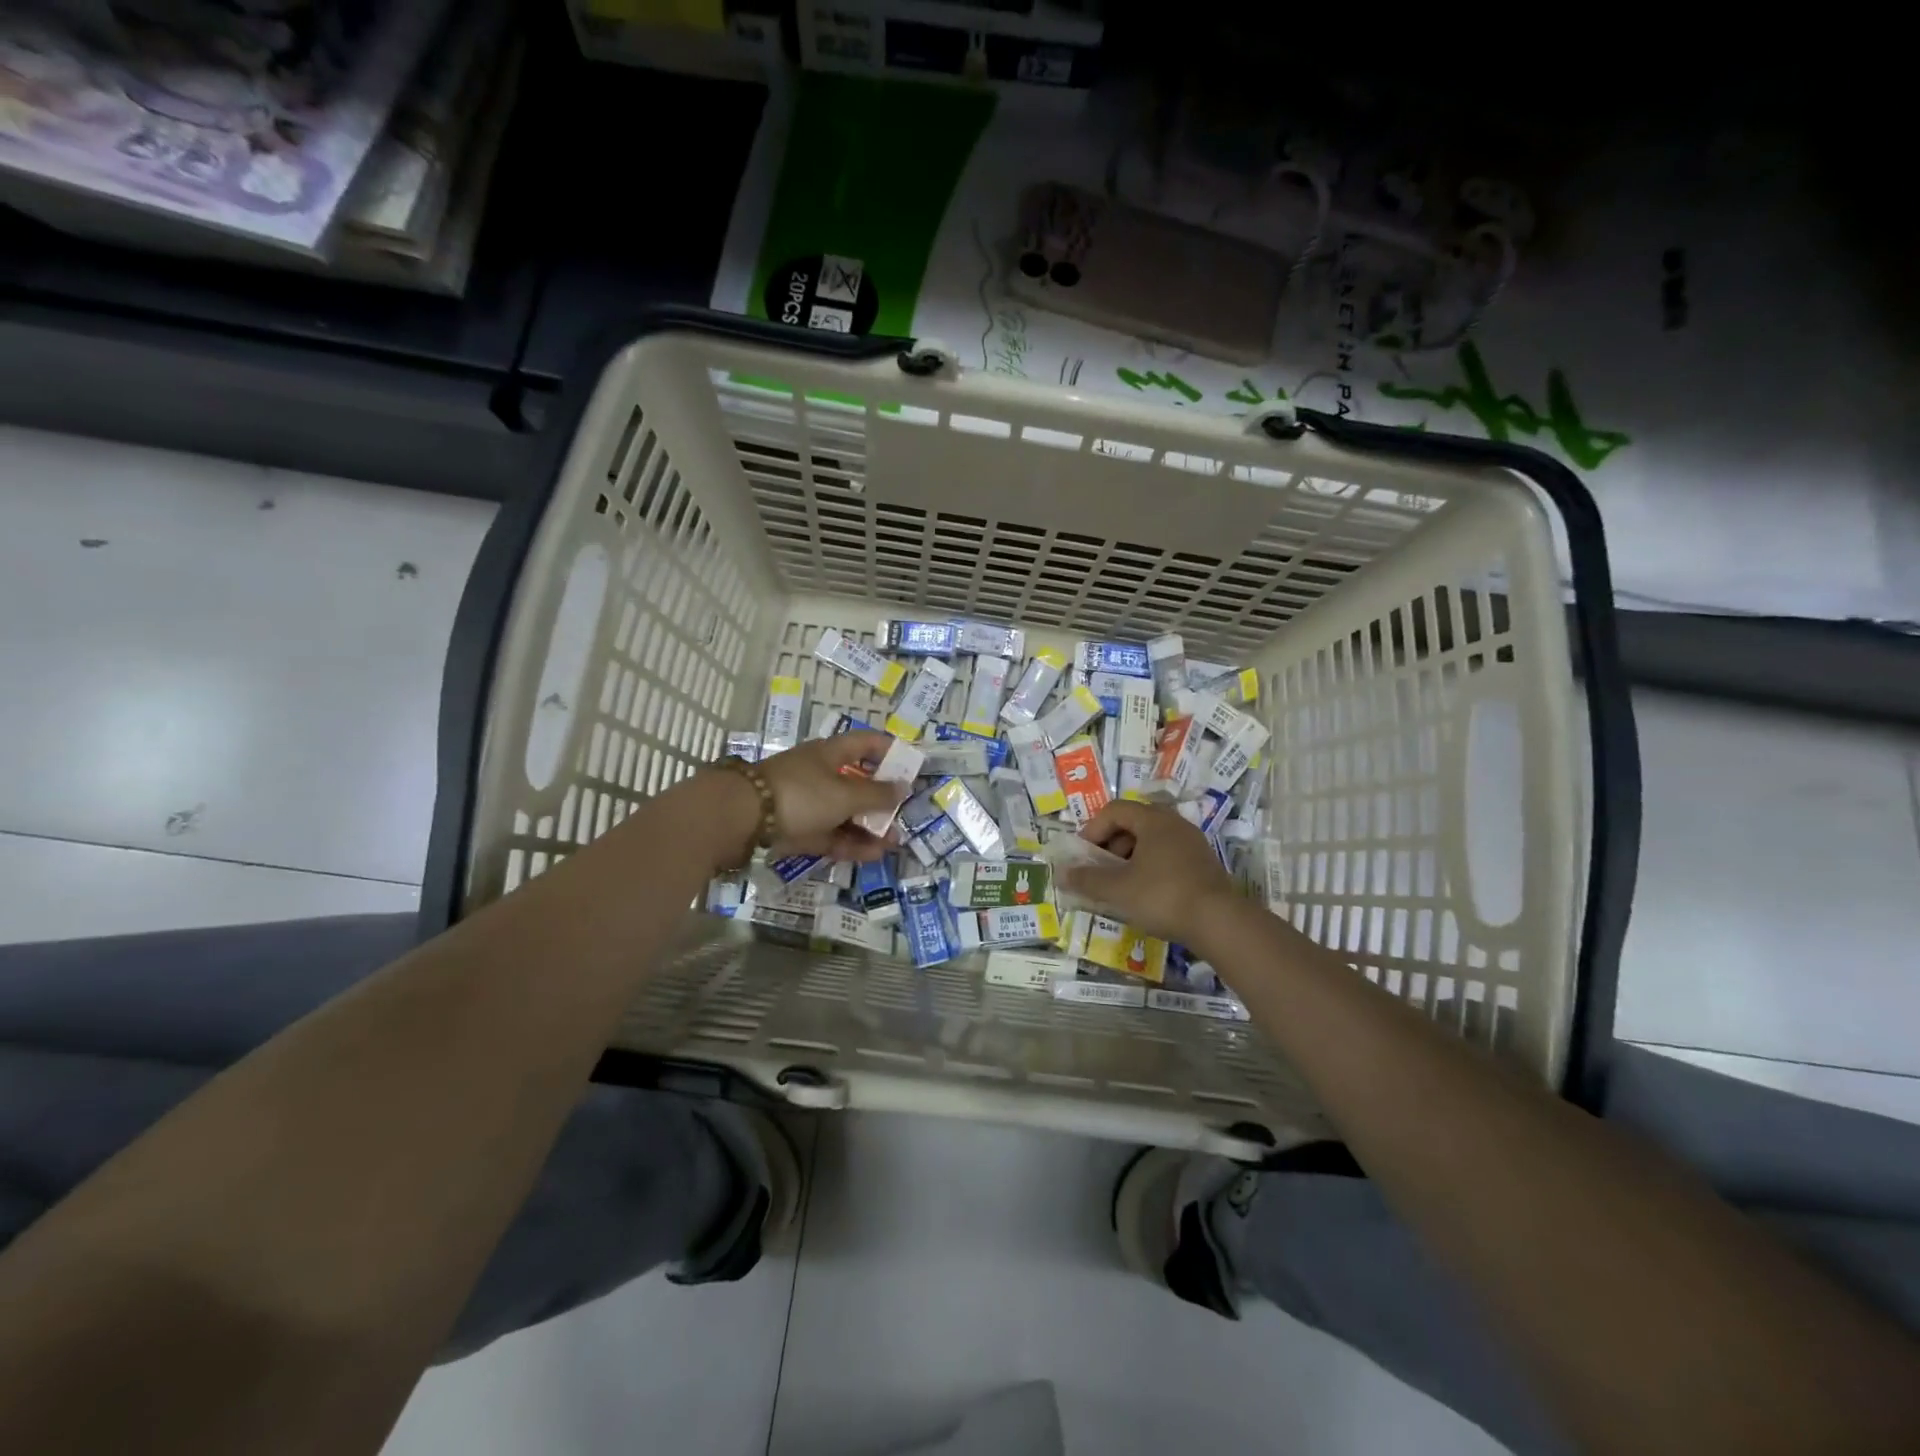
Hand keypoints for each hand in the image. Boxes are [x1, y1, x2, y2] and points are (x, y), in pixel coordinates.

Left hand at [754, 730, 907, 862]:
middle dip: (883, 799)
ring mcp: (809, 803)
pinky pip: (832, 835)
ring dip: (870, 826)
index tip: (912, 766)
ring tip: (895, 841)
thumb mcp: (846, 794)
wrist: (743, 818)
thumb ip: (877, 794)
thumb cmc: (802, 794)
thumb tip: (904, 787)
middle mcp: (821, 774)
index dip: (890, 750)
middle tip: (904, 813)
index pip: (867, 743)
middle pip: (858, 782)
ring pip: (846, 813)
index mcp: (831, 753)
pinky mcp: (799, 830)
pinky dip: (852, 843)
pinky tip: (874, 854)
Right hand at [1063, 800, 1236, 944]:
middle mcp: (1175, 824)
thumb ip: (1087, 880)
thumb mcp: (1118, 890)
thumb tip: (1061, 874)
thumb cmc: (1163, 897)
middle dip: (1110, 844)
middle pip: (1133, 823)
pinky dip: (1149, 868)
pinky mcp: (1203, 865)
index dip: (1093, 829)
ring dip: (1129, 858)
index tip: (1083, 856)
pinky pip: (1167, 856)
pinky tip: (1144, 894)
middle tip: (1100, 869)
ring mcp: (1193, 844)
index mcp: (1154, 820)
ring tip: (1120, 885)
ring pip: (1151, 841)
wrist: (1220, 923)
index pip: (1114, 810)